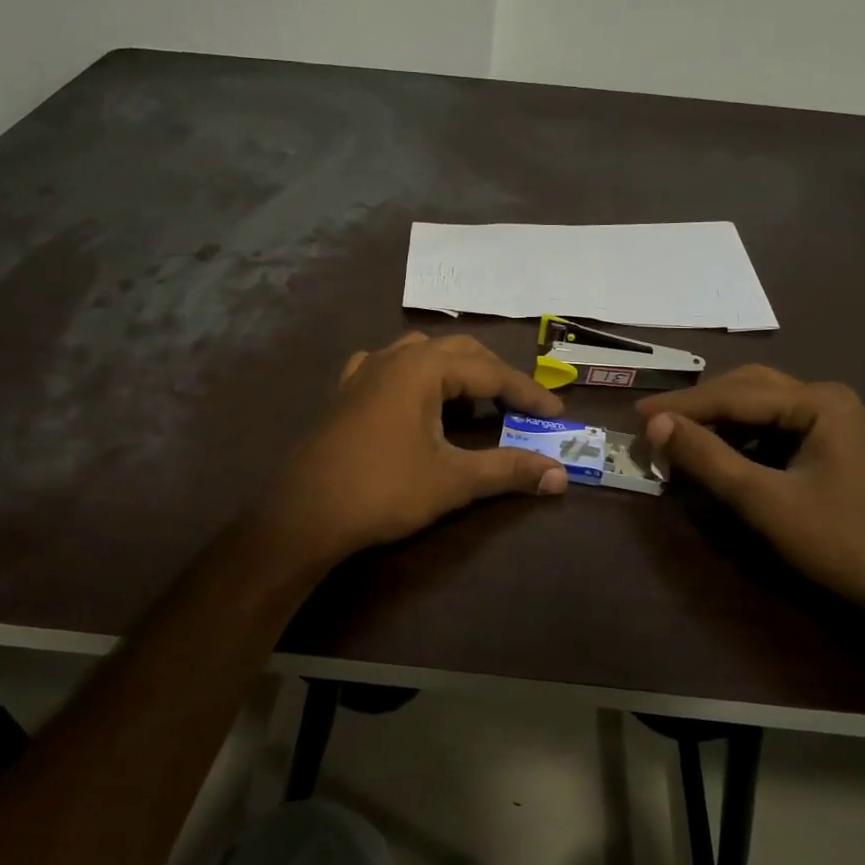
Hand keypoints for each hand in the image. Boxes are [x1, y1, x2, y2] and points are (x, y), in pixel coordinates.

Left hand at [260, 332, 568, 565]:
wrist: (305, 513)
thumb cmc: (383, 491)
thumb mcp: (453, 481)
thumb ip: (508, 471)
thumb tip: (559, 476)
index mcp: (423, 369)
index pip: (489, 371)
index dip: (526, 393)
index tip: (555, 414)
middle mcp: (394, 358)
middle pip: (458, 351)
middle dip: (494, 374)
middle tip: (520, 405)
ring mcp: (364, 371)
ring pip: (421, 354)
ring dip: (455, 371)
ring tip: (474, 399)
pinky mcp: (345, 392)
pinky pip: (388, 367)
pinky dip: (414, 376)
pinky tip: (414, 396)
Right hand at [638, 366, 864, 629]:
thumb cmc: (839, 544)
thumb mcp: (763, 501)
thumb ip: (707, 458)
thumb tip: (654, 425)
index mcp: (820, 402)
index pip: (735, 394)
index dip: (682, 405)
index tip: (636, 415)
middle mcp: (828, 400)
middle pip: (748, 389)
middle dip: (699, 406)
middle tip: (654, 422)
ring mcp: (834, 423)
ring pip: (760, 408)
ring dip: (718, 421)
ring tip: (677, 437)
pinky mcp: (832, 448)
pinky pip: (774, 430)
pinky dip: (740, 439)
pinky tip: (718, 455)